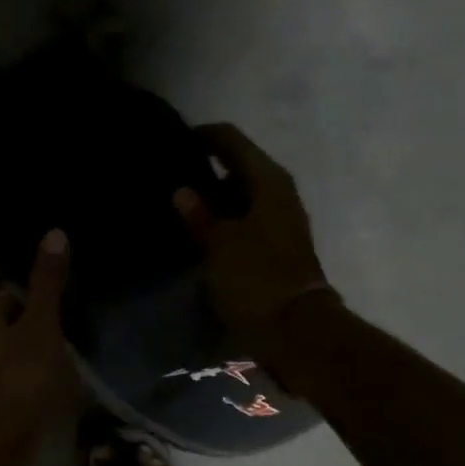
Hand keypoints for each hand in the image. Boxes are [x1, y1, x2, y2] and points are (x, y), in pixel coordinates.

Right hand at [174, 123, 334, 349]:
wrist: (296, 330)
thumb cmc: (256, 279)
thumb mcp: (219, 245)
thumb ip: (199, 214)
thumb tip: (182, 191)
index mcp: (268, 180)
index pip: (231, 139)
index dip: (202, 136)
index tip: (172, 141)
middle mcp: (278, 192)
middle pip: (238, 164)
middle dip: (205, 167)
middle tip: (168, 174)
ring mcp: (280, 219)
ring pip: (241, 194)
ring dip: (213, 196)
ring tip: (177, 203)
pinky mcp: (276, 245)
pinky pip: (244, 218)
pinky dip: (222, 218)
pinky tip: (198, 230)